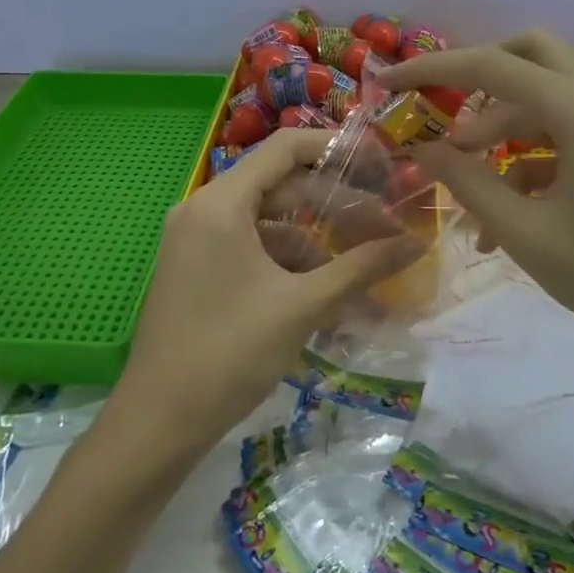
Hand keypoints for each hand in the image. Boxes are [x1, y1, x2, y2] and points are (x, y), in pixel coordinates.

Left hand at [108, 128, 424, 462]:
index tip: (381, 164)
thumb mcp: (303, 307)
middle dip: (335, 203)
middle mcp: (203, 209)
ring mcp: (195, 240)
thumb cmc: (229, 354)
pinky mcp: (196, 269)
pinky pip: (251, 248)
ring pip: (268, 221)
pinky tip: (323, 291)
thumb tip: (416, 242)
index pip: (287, 148)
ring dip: (315, 240)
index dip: (338, 148)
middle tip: (384, 223)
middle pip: (281, 185)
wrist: (157, 424)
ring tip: (362, 267)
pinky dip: (287, 262)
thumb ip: (362, 268)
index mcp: (221, 203)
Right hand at [383, 29, 573, 367]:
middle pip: (529, 52)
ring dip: (502, 126)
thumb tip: (425, 148)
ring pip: (547, 93)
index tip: (389, 82)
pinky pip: (568, 129)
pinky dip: (532, 153)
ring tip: (468, 183)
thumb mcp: (526, 233)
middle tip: (444, 112)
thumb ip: (468, 182)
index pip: (492, 66)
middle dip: (479, 75)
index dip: (432, 69)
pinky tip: (508, 209)